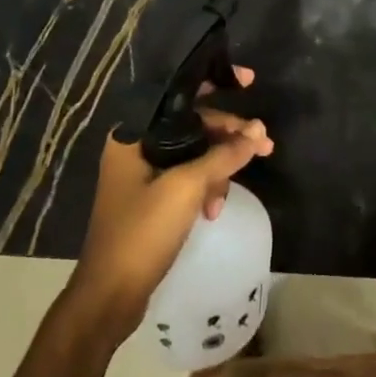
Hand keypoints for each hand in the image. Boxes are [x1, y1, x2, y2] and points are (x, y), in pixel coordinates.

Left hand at [67, 68, 271, 339]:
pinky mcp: (151, 199)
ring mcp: (142, 175)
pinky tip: (214, 210)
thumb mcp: (187, 188)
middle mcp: (136, 147)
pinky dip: (205, 188)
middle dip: (229, 135)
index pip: (179, 93)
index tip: (249, 81)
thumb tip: (257, 133)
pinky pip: (188, 178)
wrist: (110, 294)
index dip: (215, 82)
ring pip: (194, 153)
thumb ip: (223, 156)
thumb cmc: (142, 231)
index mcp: (134, 134)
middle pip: (192, 124)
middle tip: (265, 144)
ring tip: (236, 187)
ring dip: (219, 167)